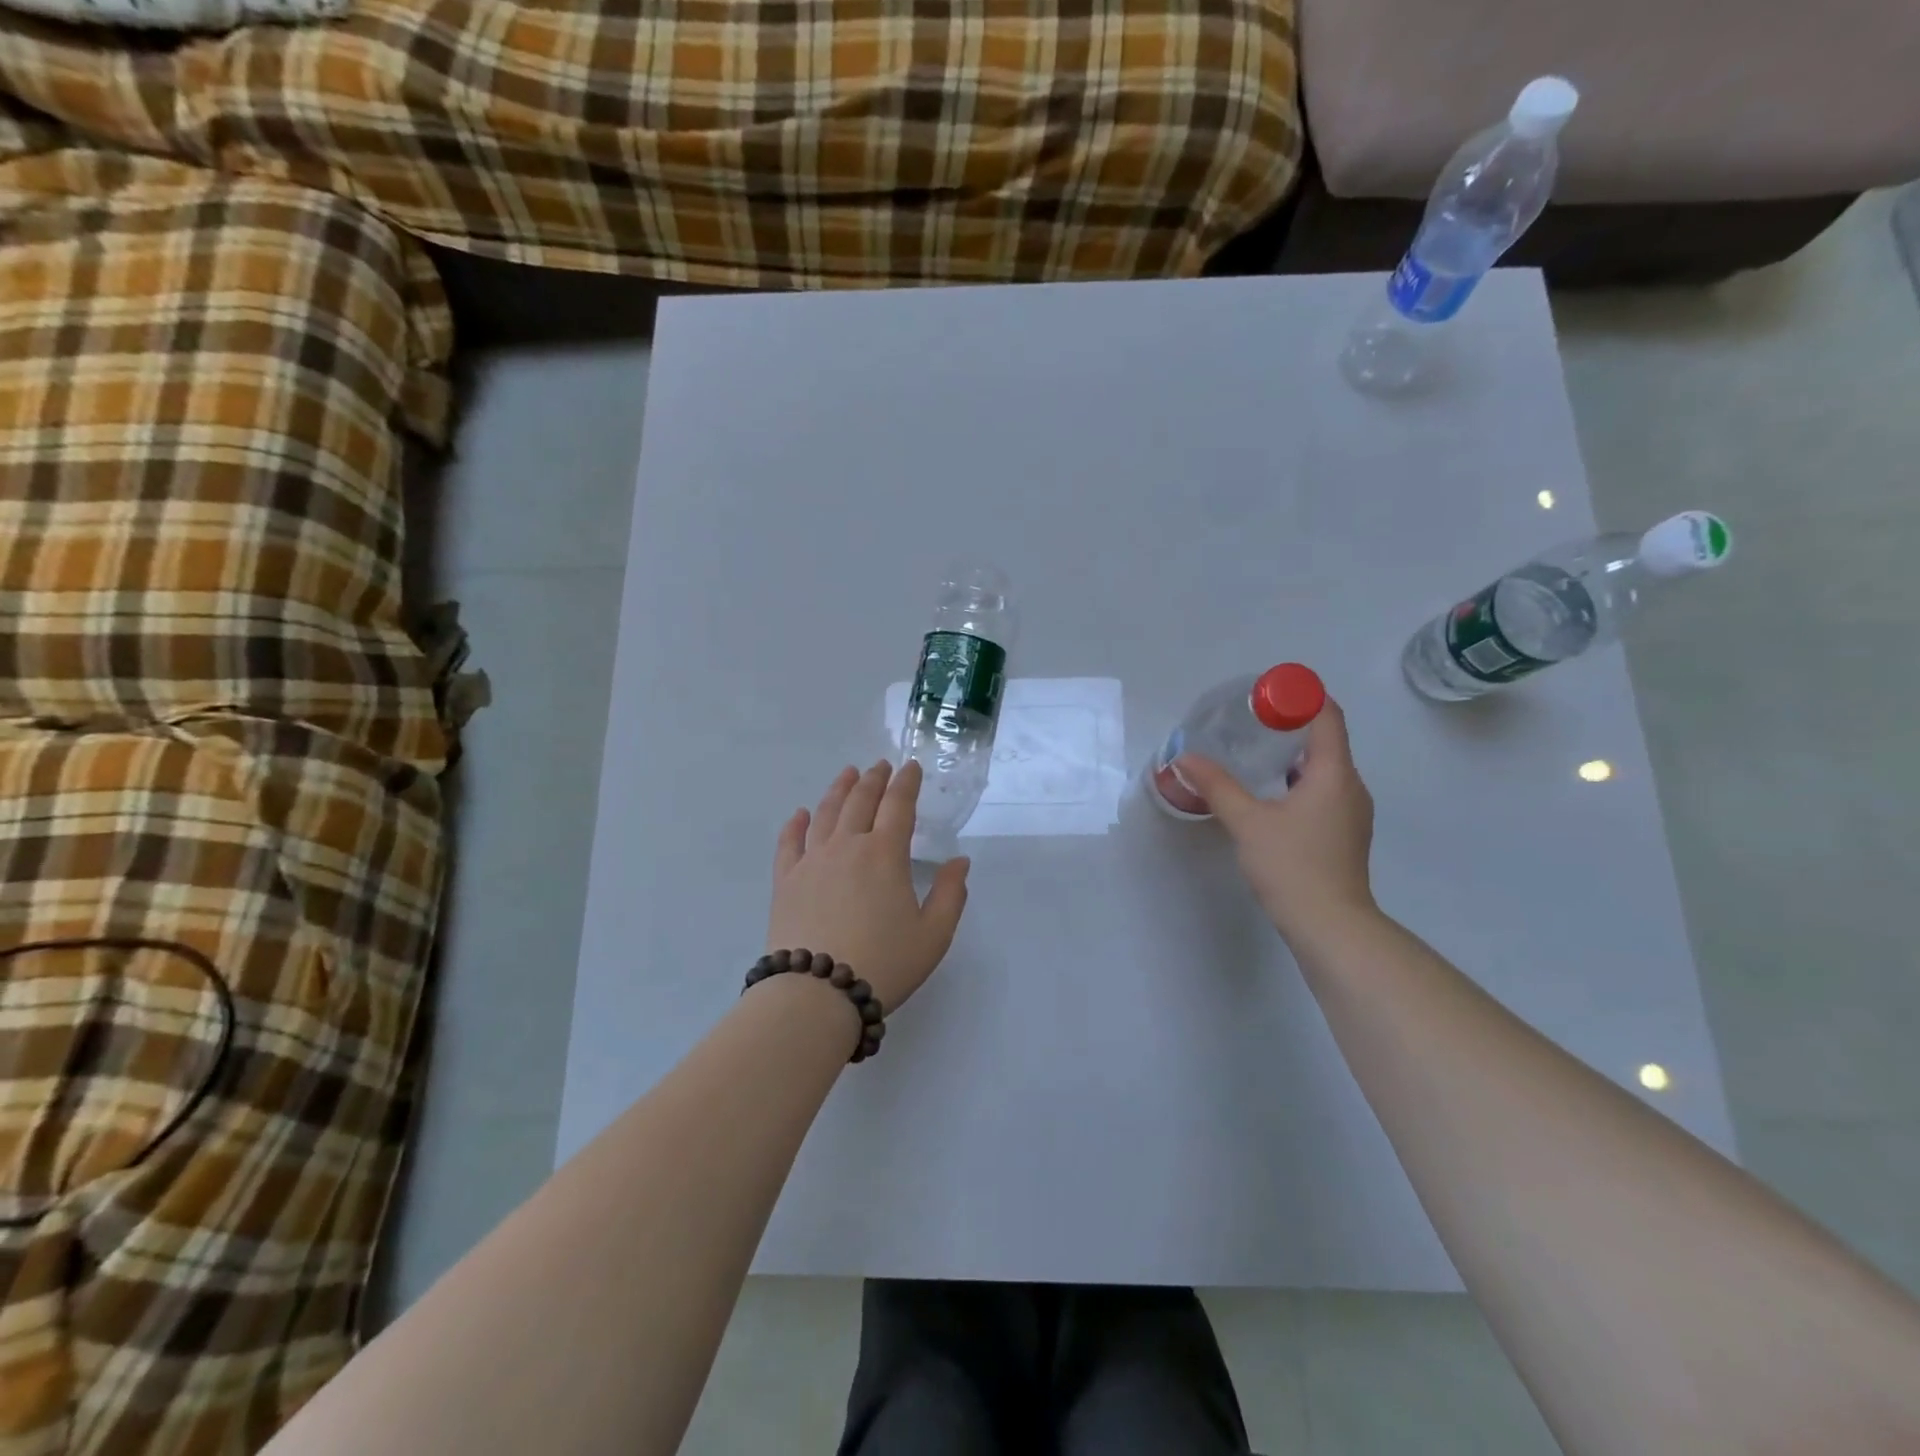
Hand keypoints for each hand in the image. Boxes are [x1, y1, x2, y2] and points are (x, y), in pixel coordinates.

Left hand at [766, 761, 970, 1010]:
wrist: (817, 993)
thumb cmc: (884, 963)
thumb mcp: (934, 935)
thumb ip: (950, 894)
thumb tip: (959, 861)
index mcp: (886, 854)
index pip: (898, 806)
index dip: (907, 783)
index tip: (911, 767)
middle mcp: (847, 846)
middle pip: (860, 801)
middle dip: (874, 780)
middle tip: (880, 765)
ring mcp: (812, 861)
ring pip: (825, 813)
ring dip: (839, 790)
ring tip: (847, 774)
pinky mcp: (786, 881)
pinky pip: (789, 842)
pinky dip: (795, 824)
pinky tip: (799, 814)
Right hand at [1175, 698, 1376, 942]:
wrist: (1330, 926)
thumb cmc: (1292, 866)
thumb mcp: (1247, 822)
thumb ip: (1216, 786)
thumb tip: (1184, 758)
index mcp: (1334, 774)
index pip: (1327, 717)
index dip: (1302, 697)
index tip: (1268, 692)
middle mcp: (1351, 787)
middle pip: (1326, 741)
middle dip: (1291, 726)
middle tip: (1251, 722)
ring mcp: (1352, 813)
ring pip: (1325, 769)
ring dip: (1294, 756)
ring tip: (1254, 755)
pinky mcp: (1344, 834)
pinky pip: (1324, 792)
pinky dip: (1299, 781)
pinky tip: (1270, 795)